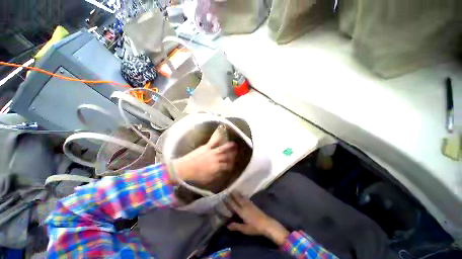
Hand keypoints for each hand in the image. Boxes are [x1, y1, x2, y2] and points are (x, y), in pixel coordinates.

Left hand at [172, 126, 236, 185]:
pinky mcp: (206, 147)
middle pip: (227, 156)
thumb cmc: (195, 175)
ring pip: (223, 148)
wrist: (184, 169)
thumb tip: (222, 172)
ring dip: (229, 146)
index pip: (227, 166)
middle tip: (237, 151)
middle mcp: (216, 159)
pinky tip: (221, 133)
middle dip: (233, 154)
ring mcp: (212, 152)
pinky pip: (213, 141)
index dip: (231, 164)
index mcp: (216, 168)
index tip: (233, 163)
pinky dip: (217, 136)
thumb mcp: (207, 179)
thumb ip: (216, 175)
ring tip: (234, 143)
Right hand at [226, 193, 289, 245]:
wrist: (266, 223)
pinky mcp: (253, 204)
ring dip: (237, 193)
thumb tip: (227, 225)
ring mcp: (249, 204)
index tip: (224, 197)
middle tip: (228, 191)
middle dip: (232, 194)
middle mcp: (244, 205)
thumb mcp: (244, 229)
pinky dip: (242, 195)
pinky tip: (242, 194)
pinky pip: (246, 198)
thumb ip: (236, 226)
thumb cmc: (254, 227)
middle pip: (237, 198)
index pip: (233, 204)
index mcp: (241, 211)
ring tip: (234, 190)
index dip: (228, 201)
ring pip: (241, 197)